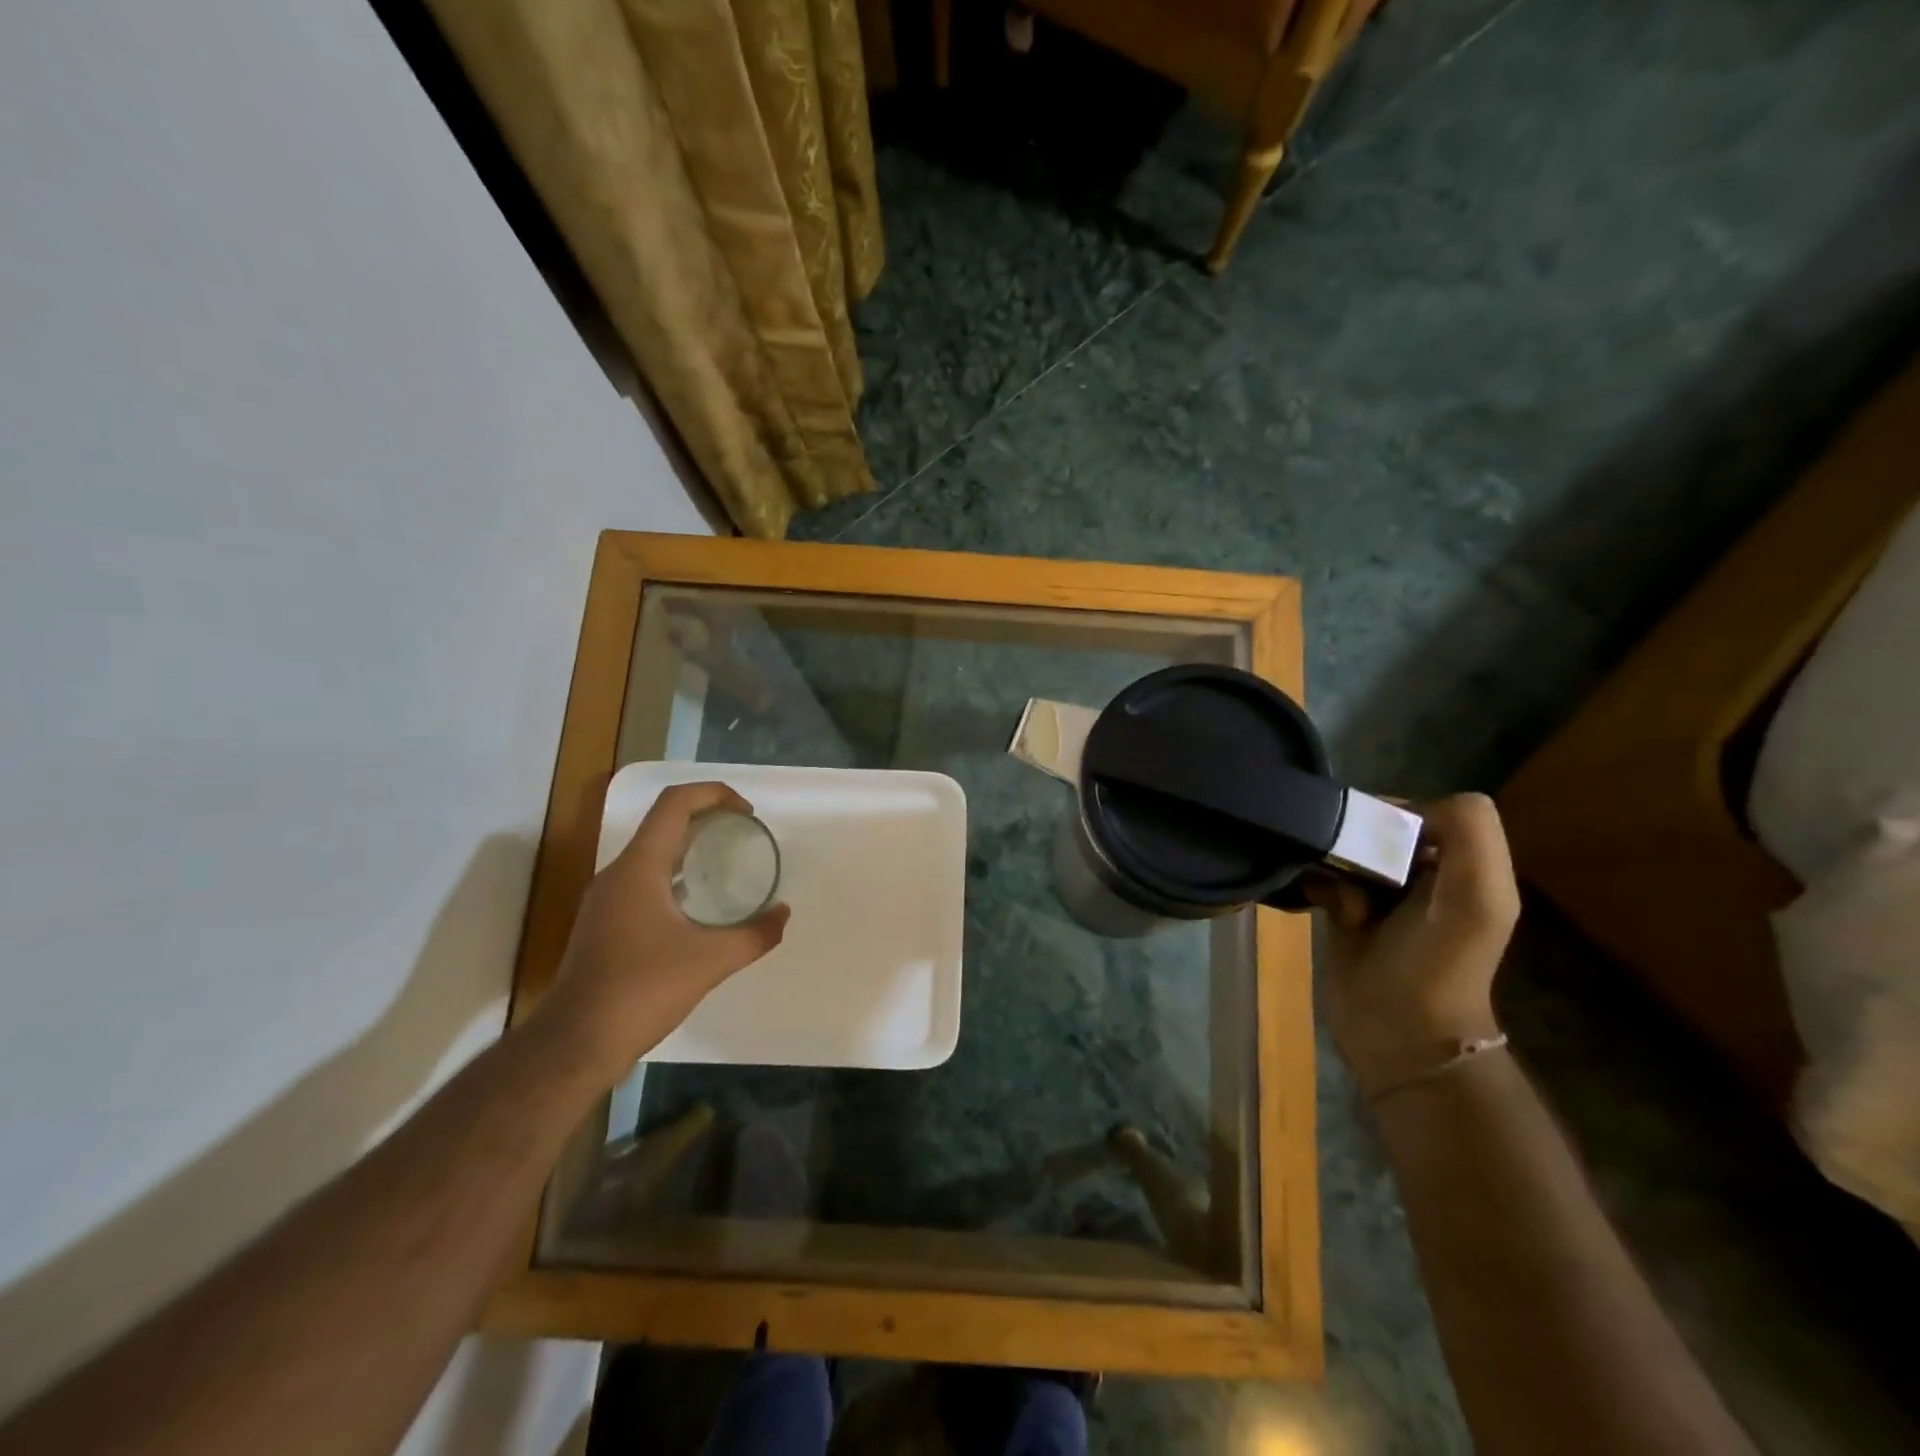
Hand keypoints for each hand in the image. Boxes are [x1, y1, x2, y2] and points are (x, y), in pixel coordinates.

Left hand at [539, 781, 789, 1082]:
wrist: (576, 1043)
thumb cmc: (642, 990)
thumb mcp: (710, 961)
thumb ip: (755, 934)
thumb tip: (783, 914)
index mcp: (639, 867)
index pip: (675, 804)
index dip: (714, 794)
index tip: (747, 813)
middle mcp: (618, 874)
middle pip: (664, 823)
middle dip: (707, 818)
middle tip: (744, 834)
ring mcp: (607, 900)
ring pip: (653, 853)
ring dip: (690, 847)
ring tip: (727, 862)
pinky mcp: (605, 924)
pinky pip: (645, 881)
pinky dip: (676, 876)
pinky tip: (698, 904)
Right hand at [1302, 793, 1517, 1098]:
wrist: (1396, 1033)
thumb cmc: (1437, 964)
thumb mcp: (1477, 897)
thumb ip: (1470, 833)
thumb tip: (1398, 811)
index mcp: (1463, 864)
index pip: (1424, 808)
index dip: (1399, 816)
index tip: (1376, 840)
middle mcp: (1424, 872)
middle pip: (1379, 826)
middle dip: (1359, 842)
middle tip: (1352, 870)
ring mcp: (1381, 891)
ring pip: (1346, 847)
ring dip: (1335, 864)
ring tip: (1341, 898)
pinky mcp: (1343, 909)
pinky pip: (1322, 873)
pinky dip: (1316, 882)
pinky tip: (1320, 904)